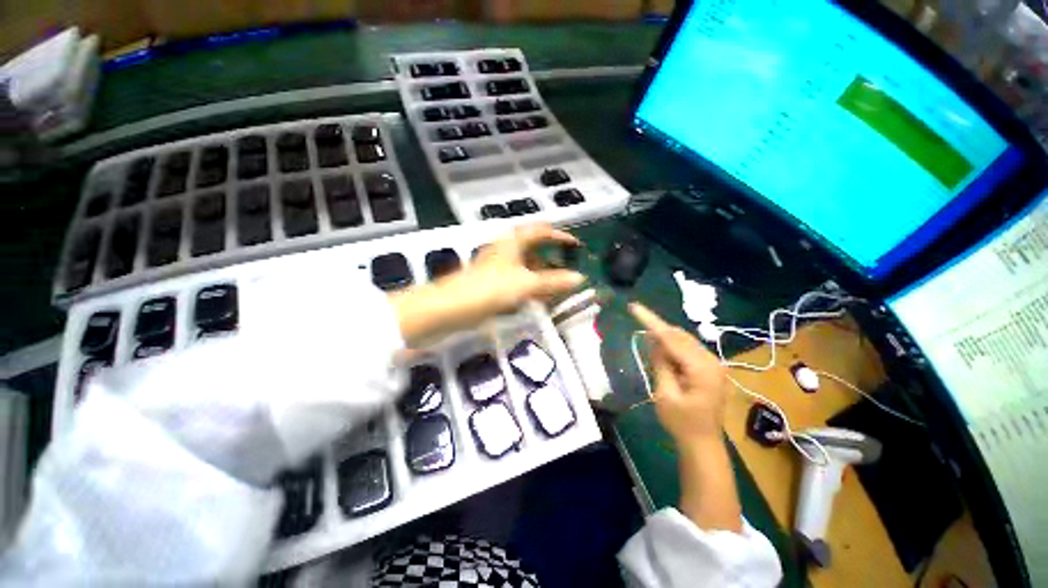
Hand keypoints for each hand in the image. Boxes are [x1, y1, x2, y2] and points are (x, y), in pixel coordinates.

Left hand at [392, 224, 584, 345]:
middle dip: (552, 256)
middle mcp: (505, 249)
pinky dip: (530, 285)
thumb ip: (553, 281)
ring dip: (542, 273)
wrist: (452, 307)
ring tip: (557, 286)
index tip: (576, 245)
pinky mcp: (492, 281)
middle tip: (568, 266)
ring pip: (525, 265)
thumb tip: (580, 278)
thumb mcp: (526, 284)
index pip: (541, 231)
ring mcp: (497, 265)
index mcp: (513, 241)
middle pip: (533, 247)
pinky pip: (517, 279)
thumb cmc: (491, 288)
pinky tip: (538, 298)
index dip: (560, 236)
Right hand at [630, 303, 727, 445]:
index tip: (634, 307)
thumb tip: (653, 340)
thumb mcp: (664, 393)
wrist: (704, 444)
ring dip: (666, 338)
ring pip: (685, 341)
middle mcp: (712, 361)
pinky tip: (662, 350)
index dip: (650, 321)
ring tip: (647, 338)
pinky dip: (674, 346)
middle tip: (637, 321)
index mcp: (701, 368)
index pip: (671, 338)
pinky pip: (689, 349)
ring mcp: (714, 364)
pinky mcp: (711, 369)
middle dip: (658, 328)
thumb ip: (660, 363)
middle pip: (680, 336)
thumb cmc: (682, 423)